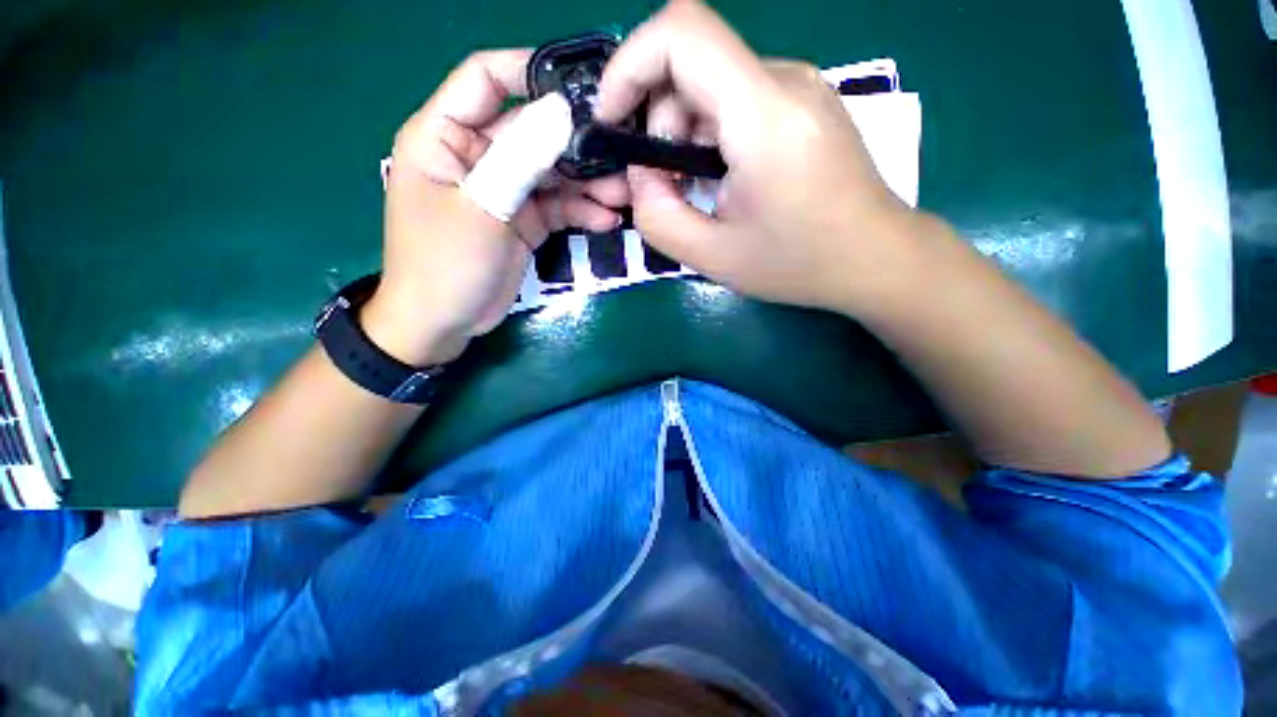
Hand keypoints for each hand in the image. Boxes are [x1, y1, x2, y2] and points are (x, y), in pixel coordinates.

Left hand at [364, 50, 629, 364]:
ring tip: (623, 194)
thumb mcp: (481, 208)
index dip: (529, 71)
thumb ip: (519, 159)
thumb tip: (561, 111)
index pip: (485, 79)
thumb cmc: (445, 263)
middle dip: (576, 145)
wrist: (444, 323)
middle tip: (620, 155)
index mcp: (445, 135)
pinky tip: (607, 220)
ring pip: (552, 173)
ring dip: (587, 184)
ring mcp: (504, 190)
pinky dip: (581, 213)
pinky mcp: (523, 221)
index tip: (580, 84)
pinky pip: (557, 208)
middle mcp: (476, 155)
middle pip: (532, 131)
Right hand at [598, 1, 922, 314]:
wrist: (875, 257)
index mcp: (764, 115)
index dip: (628, 66)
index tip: (612, 122)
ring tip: (693, 190)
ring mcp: (798, 87)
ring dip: (681, 134)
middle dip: (656, 123)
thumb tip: (642, 177)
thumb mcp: (713, 256)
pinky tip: (718, 178)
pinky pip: (735, 98)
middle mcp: (785, 81)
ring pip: (710, 84)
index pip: (681, 33)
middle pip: (690, 64)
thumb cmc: (799, 263)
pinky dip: (707, 134)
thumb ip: (658, 217)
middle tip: (662, 186)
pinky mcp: (803, 102)